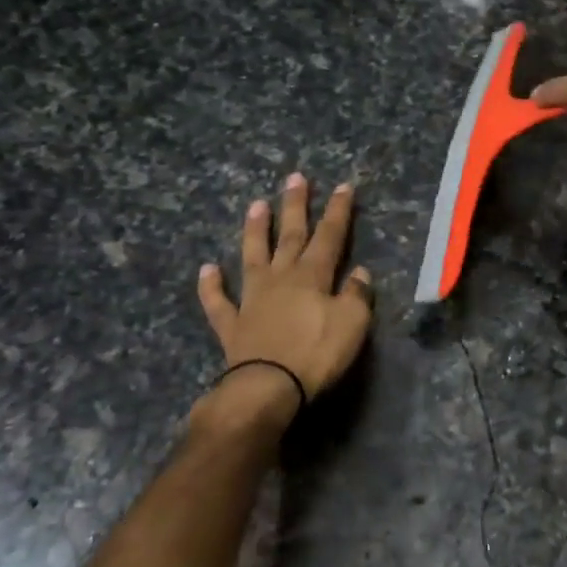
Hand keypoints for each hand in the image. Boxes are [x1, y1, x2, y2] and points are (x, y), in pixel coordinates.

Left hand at [197, 174, 373, 416]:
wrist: (268, 388)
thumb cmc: (316, 354)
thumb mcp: (352, 323)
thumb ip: (356, 295)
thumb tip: (359, 273)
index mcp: (312, 276)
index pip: (329, 236)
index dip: (337, 210)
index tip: (341, 186)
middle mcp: (281, 279)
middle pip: (290, 236)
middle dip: (294, 206)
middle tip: (294, 178)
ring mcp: (252, 299)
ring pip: (252, 257)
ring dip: (255, 231)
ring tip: (256, 205)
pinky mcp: (232, 325)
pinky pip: (218, 302)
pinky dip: (211, 286)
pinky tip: (207, 269)